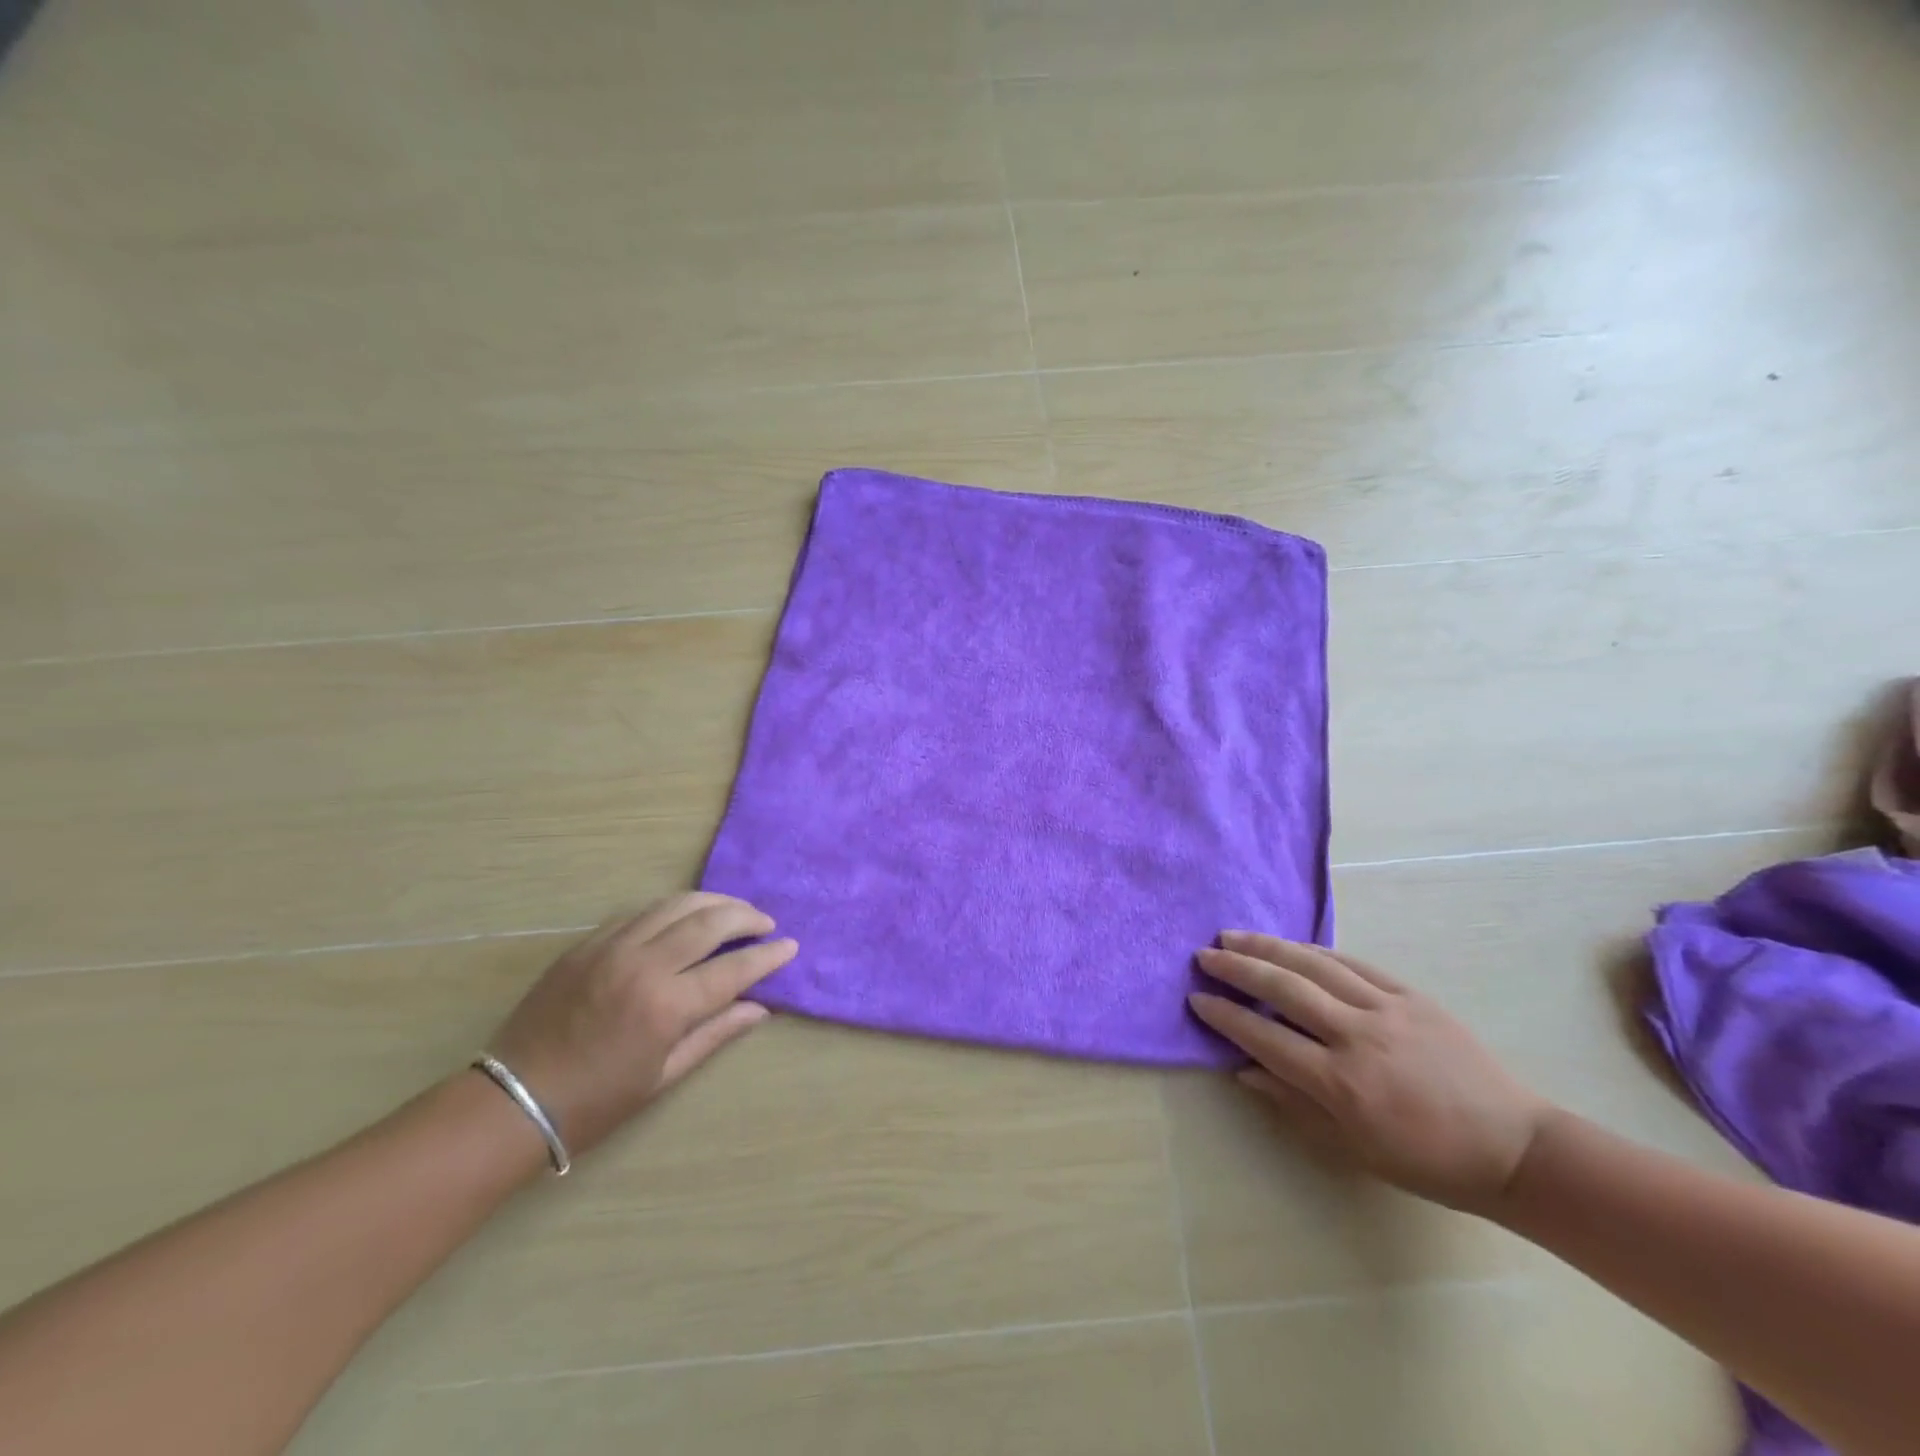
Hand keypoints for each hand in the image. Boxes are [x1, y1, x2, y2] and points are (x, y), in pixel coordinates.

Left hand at [487, 893, 796, 1157]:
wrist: (511, 1101)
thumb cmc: (595, 1102)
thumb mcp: (663, 1077)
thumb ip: (715, 1034)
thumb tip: (759, 1008)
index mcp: (666, 1006)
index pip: (734, 968)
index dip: (768, 956)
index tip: (790, 947)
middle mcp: (644, 965)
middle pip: (710, 921)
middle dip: (746, 917)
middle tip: (766, 923)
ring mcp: (612, 948)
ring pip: (675, 904)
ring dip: (712, 902)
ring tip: (733, 910)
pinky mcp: (587, 944)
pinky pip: (639, 912)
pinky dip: (670, 909)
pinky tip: (682, 918)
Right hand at [1189, 932, 1551, 1213]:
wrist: (1514, 1147)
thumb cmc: (1428, 1161)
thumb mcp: (1354, 1148)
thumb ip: (1294, 1103)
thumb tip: (1244, 1070)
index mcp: (1342, 1083)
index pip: (1266, 1038)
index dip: (1227, 1017)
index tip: (1197, 999)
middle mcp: (1357, 1036)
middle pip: (1284, 989)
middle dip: (1238, 968)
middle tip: (1204, 955)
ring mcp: (1386, 1009)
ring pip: (1315, 965)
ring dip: (1268, 947)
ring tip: (1233, 936)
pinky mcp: (1411, 995)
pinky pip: (1353, 963)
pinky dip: (1315, 950)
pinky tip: (1290, 945)